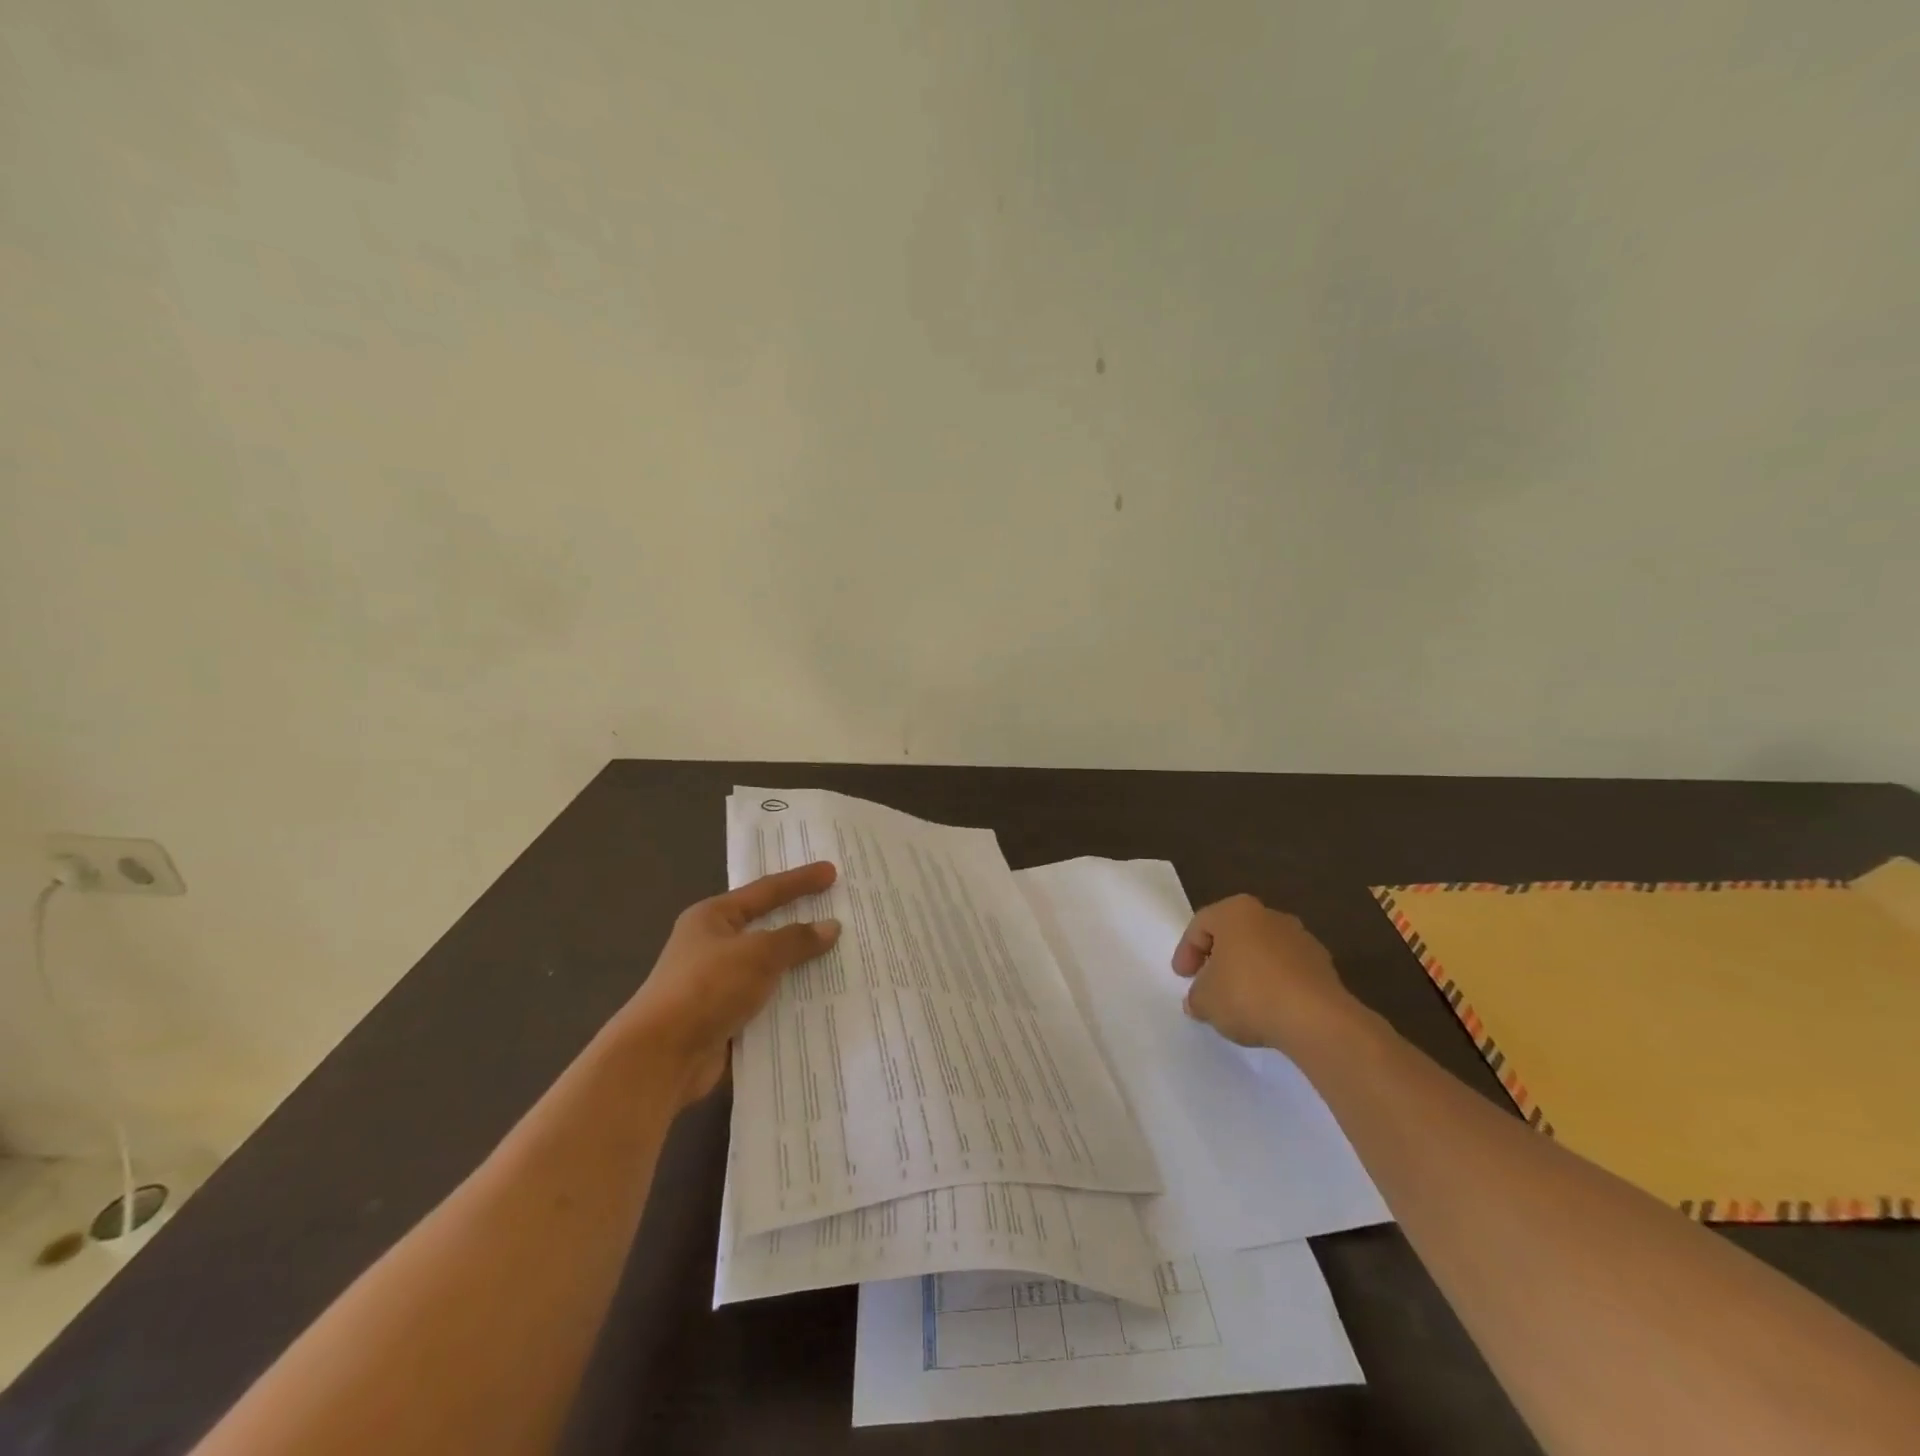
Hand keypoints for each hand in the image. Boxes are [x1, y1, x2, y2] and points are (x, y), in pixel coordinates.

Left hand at [615, 861, 840, 1104]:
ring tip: (842, 959)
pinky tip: (822, 1001)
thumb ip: (796, 940)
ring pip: (770, 968)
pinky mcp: (725, 1019)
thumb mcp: (758, 954)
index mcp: (713, 918)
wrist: (661, 1057)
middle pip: (768, 928)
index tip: (832, 872)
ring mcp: (718, 984)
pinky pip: (767, 1002)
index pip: (766, 891)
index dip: (800, 881)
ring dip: (801, 967)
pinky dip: (791, 1001)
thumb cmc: (707, 988)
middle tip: (840, 912)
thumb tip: (831, 927)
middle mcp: (713, 946)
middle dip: (803, 924)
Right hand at [1172, 894, 1352, 1052]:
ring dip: (1249, 972)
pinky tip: (1269, 1010)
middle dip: (1220, 959)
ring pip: (1264, 952)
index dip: (1187, 951)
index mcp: (1235, 911)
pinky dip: (1275, 986)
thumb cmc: (1248, 994)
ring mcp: (1301, 939)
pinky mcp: (1324, 966)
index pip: (1201, 925)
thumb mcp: (1205, 1000)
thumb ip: (1196, 996)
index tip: (1183, 977)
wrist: (1316, 1019)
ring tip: (1240, 1002)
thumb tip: (1199, 1000)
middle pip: (1235, 934)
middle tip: (1208, 984)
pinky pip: (1288, 972)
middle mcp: (1269, 916)